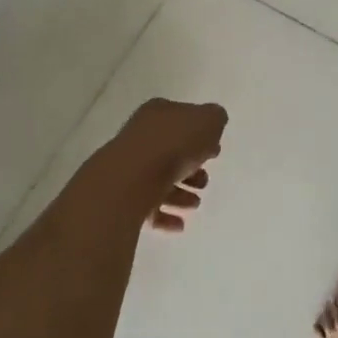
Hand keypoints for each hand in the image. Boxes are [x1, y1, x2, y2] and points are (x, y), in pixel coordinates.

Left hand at [104, 98, 227, 231]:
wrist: (130, 181)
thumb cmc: (173, 144)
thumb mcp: (208, 121)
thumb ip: (215, 118)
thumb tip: (213, 122)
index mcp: (159, 112)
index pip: (182, 119)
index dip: (200, 134)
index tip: (215, 151)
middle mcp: (141, 135)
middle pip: (171, 150)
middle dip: (191, 167)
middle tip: (205, 181)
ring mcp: (129, 167)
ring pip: (159, 178)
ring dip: (180, 193)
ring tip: (195, 204)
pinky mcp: (122, 197)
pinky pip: (147, 205)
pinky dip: (165, 215)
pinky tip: (179, 225)